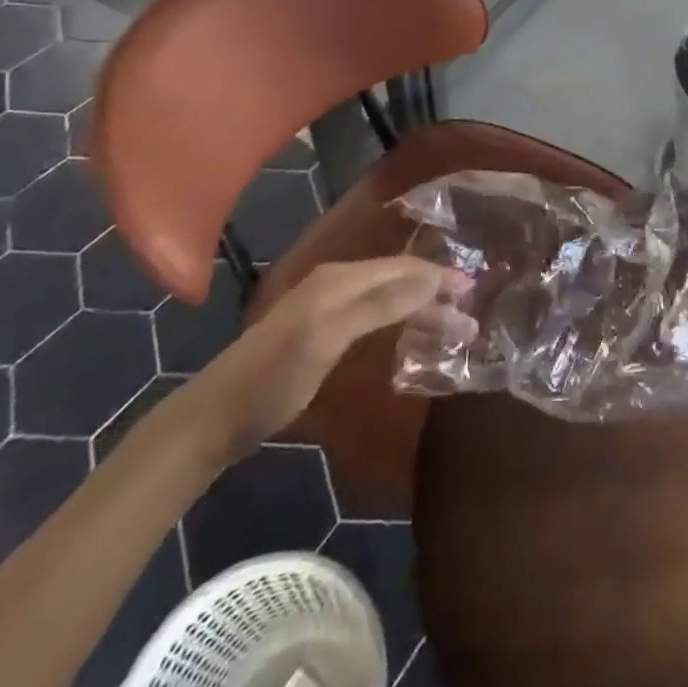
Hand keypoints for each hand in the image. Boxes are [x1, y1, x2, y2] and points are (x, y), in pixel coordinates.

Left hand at [173, 258, 474, 462]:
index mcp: (340, 278)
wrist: (213, 419)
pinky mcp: (321, 330)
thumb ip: (380, 304)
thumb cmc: (273, 379)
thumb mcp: (328, 338)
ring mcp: (327, 307)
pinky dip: (399, 320)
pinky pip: (373, 313)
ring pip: (388, 296)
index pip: (404, 267)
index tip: (475, 292)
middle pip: (398, 279)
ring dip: (421, 308)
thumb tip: (432, 275)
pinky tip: (410, 334)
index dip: (440, 277)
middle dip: (435, 293)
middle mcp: (337, 283)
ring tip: (451, 327)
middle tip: (470, 318)